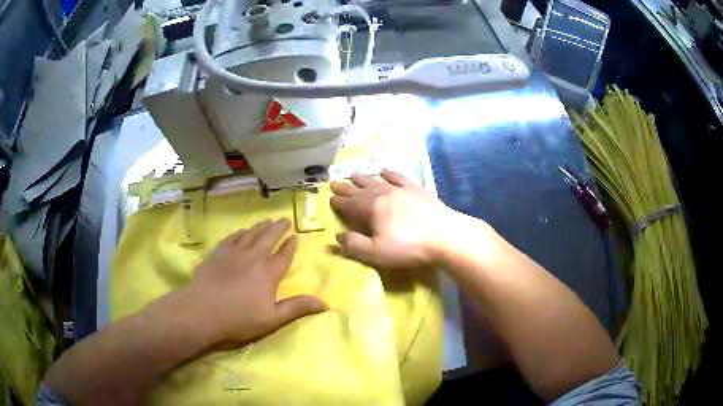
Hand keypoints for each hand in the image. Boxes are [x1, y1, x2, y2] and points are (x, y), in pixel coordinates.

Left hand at [176, 219, 326, 346]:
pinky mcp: (217, 253)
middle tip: (284, 219)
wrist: (202, 311)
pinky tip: (241, 231)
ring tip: (267, 220)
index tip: (295, 236)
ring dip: (260, 227)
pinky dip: (239, 233)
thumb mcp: (272, 319)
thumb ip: (296, 308)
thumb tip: (325, 303)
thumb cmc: (239, 319)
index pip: (283, 255)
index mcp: (268, 273)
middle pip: (267, 238)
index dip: (290, 246)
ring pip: (250, 234)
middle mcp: (252, 257)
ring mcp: (233, 253)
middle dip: (277, 228)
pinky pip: (231, 238)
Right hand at [330, 169, 463, 268]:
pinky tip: (385, 170)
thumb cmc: (409, 247)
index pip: (351, 204)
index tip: (330, 197)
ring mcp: (402, 190)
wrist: (445, 236)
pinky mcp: (417, 190)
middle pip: (361, 190)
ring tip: (354, 174)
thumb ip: (354, 245)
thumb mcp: (377, 252)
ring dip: (365, 179)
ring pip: (378, 182)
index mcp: (372, 209)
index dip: (339, 201)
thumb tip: (336, 236)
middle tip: (335, 182)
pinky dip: (391, 174)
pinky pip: (400, 178)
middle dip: (347, 188)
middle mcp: (384, 194)